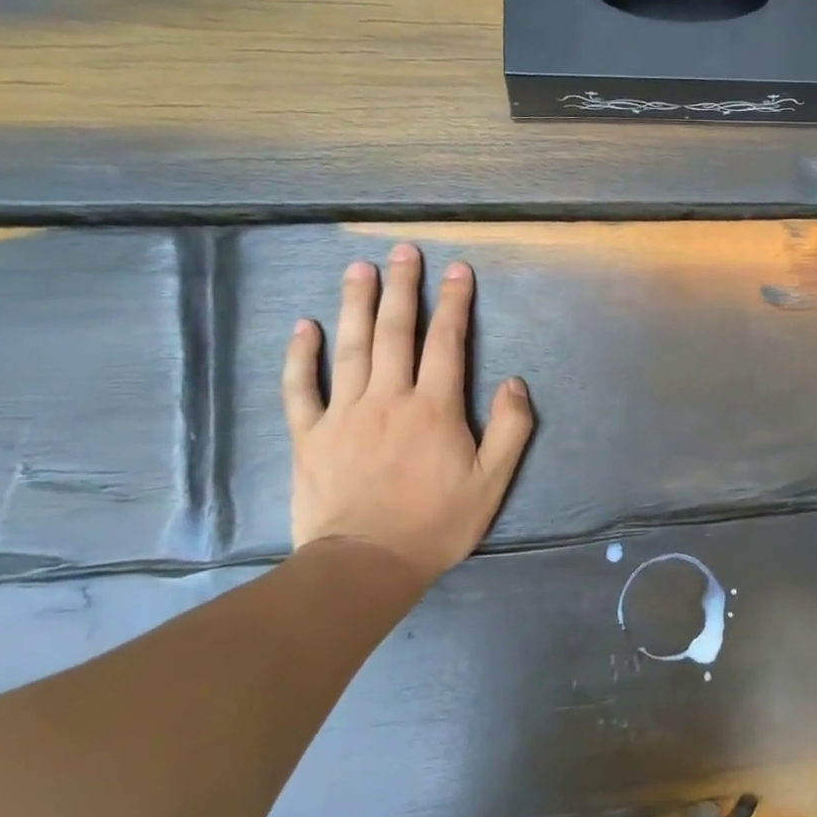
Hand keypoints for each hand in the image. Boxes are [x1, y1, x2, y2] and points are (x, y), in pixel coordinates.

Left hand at [282, 244, 533, 586]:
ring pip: (351, 347)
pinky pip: (301, 388)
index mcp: (435, 407)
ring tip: (359, 268)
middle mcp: (389, 398)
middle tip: (404, 250)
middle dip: (403, 287)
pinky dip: (301, 355)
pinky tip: (304, 326)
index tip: (457, 269)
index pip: (447, 341)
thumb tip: (515, 381)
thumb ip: (511, 428)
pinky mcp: (310, 435)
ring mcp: (344, 414)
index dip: (455, 302)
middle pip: (396, 331)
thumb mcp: (492, 481)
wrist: (364, 566)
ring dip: (356, 304)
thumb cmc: (436, 523)